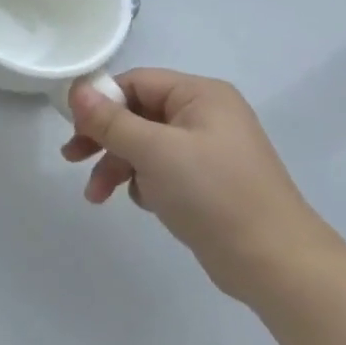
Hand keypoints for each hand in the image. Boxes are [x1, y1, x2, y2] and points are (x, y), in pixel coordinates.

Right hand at [62, 68, 339, 298]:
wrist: (273, 262)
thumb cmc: (212, 193)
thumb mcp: (154, 151)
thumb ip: (111, 121)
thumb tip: (76, 89)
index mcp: (200, 95)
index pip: (136, 82)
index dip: (101, 101)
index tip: (73, 128)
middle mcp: (205, 115)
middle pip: (137, 114)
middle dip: (104, 138)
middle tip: (72, 158)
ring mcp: (207, 150)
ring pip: (145, 145)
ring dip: (117, 166)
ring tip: (96, 196)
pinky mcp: (206, 182)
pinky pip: (161, 170)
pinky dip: (143, 183)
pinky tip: (142, 203)